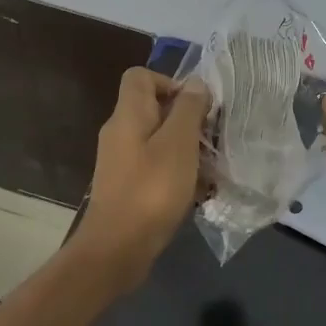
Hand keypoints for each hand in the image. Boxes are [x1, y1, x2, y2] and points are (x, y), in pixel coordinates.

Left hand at [77, 69, 210, 286]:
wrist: (116, 249)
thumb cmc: (151, 190)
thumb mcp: (178, 144)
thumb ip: (188, 109)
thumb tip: (195, 82)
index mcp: (128, 115)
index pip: (140, 76)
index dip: (170, 82)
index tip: (197, 106)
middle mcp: (119, 132)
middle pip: (153, 108)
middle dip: (185, 118)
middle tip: (210, 138)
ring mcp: (121, 161)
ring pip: (157, 139)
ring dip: (184, 148)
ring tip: (209, 166)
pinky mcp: (126, 186)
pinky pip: (155, 166)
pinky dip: (175, 172)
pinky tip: (196, 191)